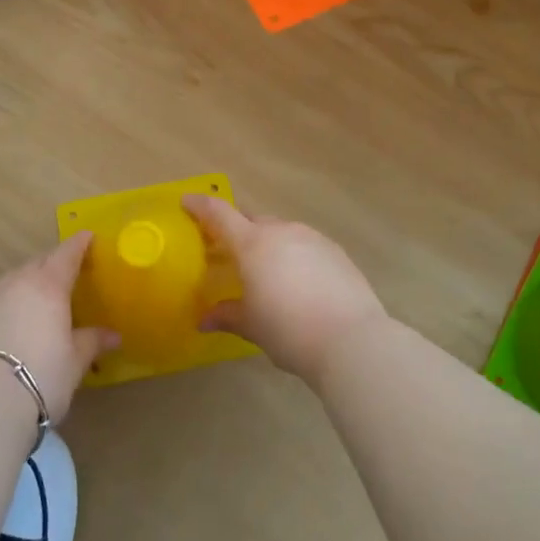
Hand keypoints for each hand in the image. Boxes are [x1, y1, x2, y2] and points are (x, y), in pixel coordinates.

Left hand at [0, 235, 118, 423]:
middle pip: (38, 263)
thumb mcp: (75, 361)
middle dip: (53, 264)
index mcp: (48, 284)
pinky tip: (10, 322)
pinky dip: (6, 303)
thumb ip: (92, 341)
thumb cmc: (41, 376)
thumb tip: (113, 335)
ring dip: (27, 284)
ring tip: (38, 302)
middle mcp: (16, 281)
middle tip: (67, 275)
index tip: (88, 237)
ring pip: (13, 280)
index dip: (79, 244)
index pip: (67, 253)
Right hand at [181, 196, 388, 384]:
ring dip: (268, 243)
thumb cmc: (289, 330)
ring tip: (266, 271)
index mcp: (253, 244)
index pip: (219, 213)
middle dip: (237, 230)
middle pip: (252, 220)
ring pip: (281, 231)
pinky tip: (298, 281)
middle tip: (228, 250)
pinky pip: (305, 245)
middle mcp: (281, 231)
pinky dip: (294, 255)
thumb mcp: (252, 326)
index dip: (201, 205)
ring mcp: (312, 238)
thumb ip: (227, 316)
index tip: (187, 201)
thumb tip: (204, 319)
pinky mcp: (335, 251)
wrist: (351, 339)